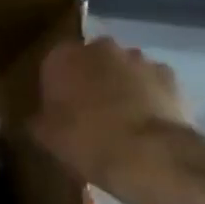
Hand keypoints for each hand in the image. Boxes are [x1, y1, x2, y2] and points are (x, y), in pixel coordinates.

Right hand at [30, 37, 204, 203]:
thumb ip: (38, 121)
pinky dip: (149, 95)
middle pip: (90, 60)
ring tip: (122, 120)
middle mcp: (99, 47)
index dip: (56, 87)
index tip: (59, 110)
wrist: (149, 156)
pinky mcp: (168, 74)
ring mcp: (137, 58)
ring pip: (122, 68)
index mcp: (63, 57)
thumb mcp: (47, 138)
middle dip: (90, 79)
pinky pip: (151, 82)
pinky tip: (148, 122)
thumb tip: (36, 119)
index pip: (53, 64)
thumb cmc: (87, 142)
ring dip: (121, 85)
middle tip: (89, 113)